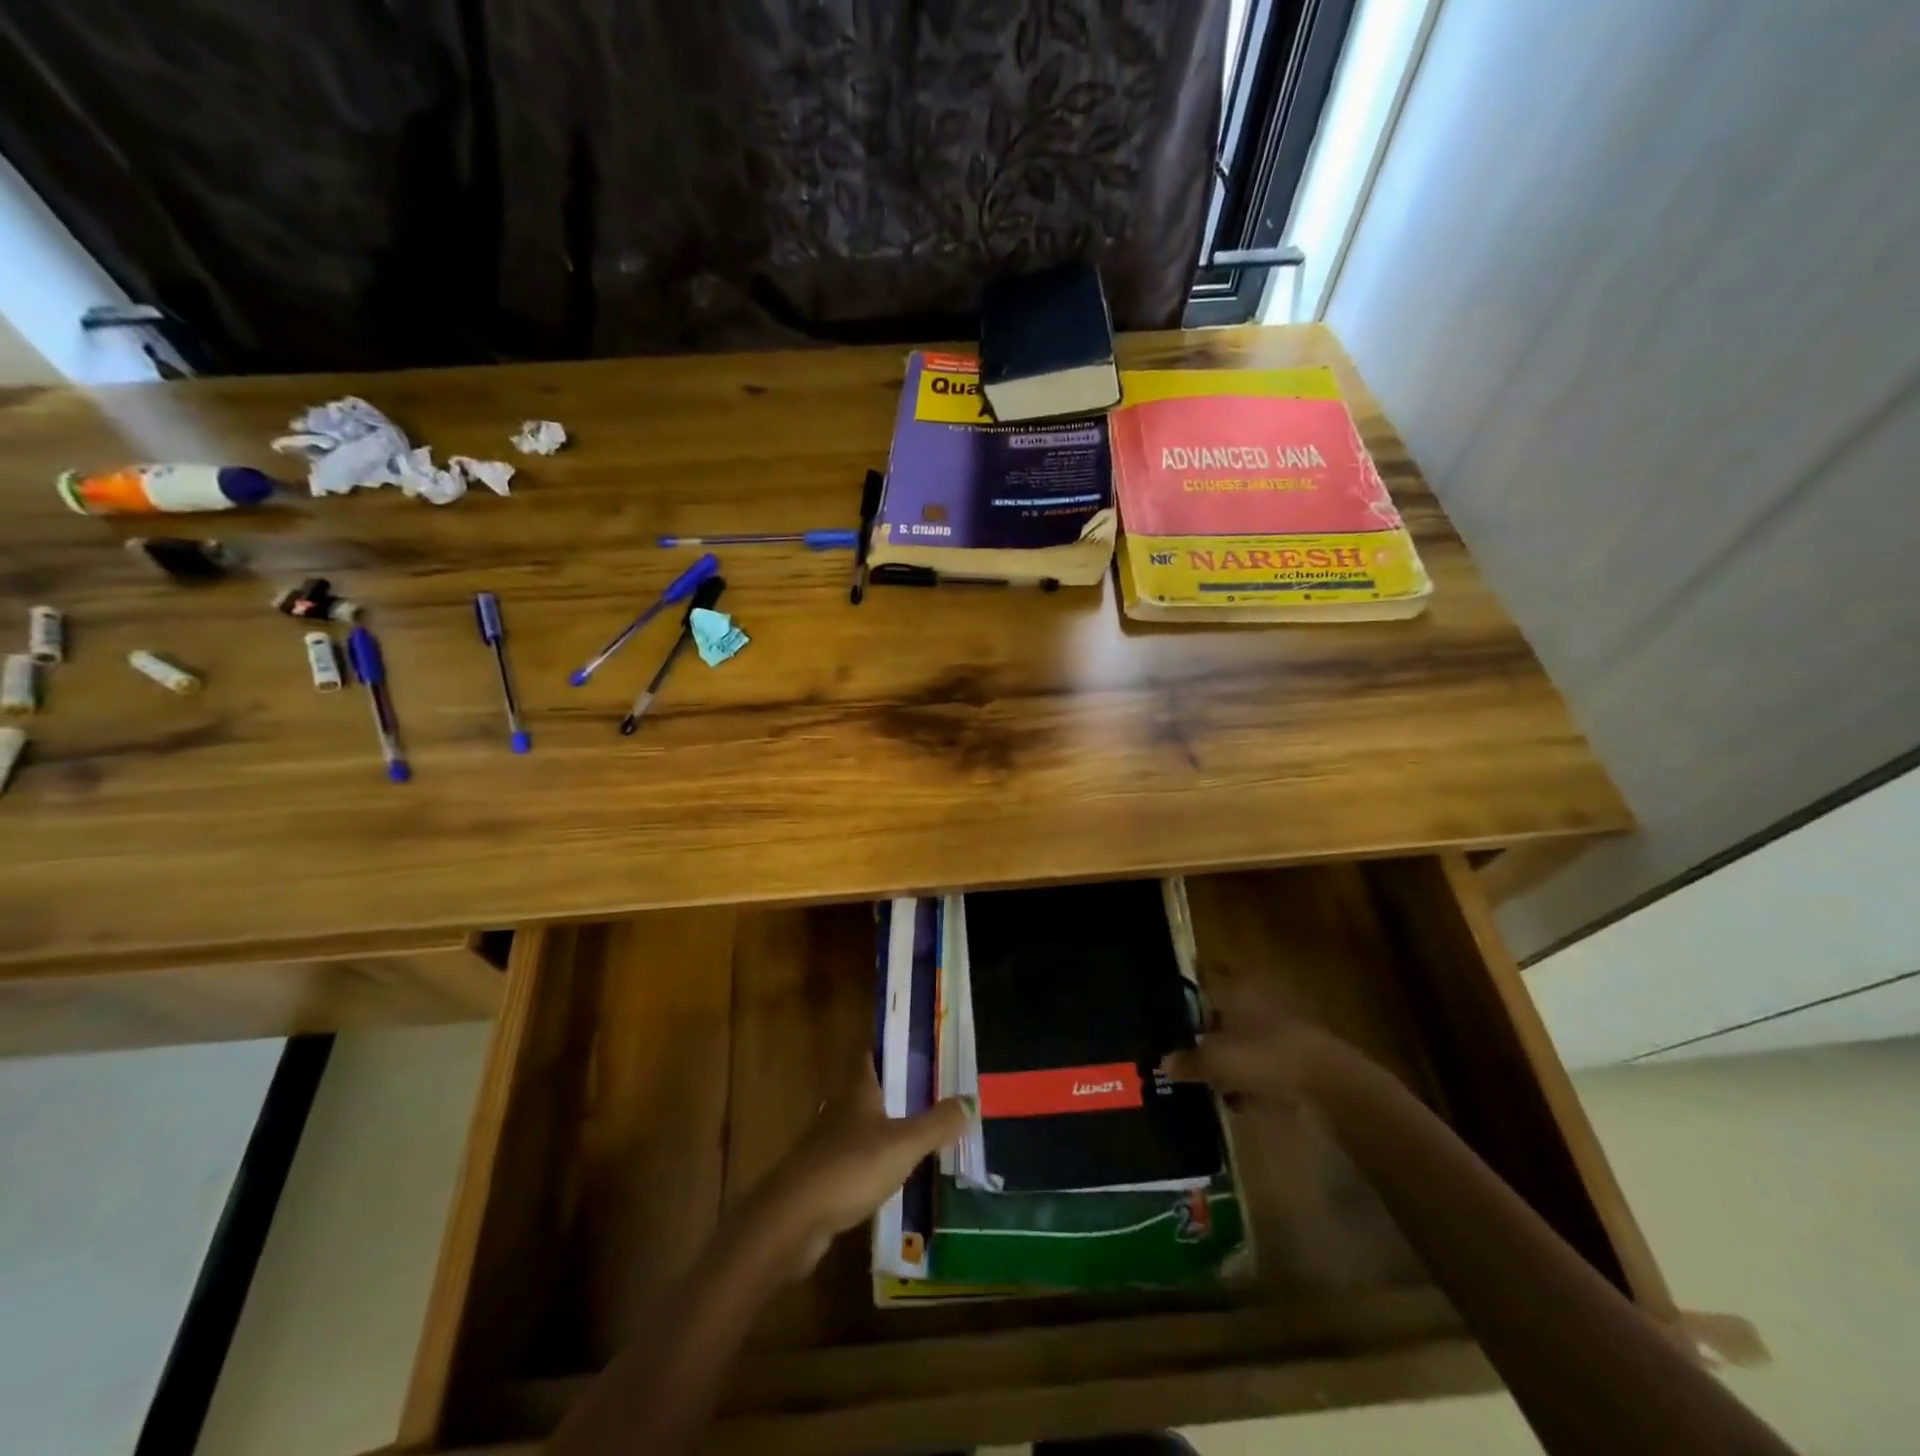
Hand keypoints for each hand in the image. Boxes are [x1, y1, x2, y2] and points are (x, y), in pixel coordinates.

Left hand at [751, 1060, 971, 1277]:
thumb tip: (971, 1099)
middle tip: (934, 1095)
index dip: (894, 1050)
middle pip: (871, 1092)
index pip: (873, 1056)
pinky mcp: (822, 1179)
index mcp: (857, 1091)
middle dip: (898, 1092)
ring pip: (863, 1128)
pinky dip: (875, 1165)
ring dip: (887, 1130)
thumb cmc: (849, 1168)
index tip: (922, 1048)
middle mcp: (840, 1110)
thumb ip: (938, 1123)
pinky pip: (856, 1163)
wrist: (791, 1222)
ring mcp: (828, 1146)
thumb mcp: (903, 1144)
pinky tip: (894, 1179)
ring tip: (922, 1137)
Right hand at [1162, 976, 1339, 1105]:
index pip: (1205, 977)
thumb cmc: (1264, 1055)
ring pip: (1244, 1033)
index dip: (1188, 991)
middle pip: (1224, 1007)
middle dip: (1207, 1027)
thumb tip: (1163, 1062)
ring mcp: (1281, 1021)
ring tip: (1211, 1076)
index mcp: (1236, 986)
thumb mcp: (1216, 1060)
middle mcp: (1257, 995)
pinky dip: (1252, 1071)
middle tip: (1185, 1046)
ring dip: (1230, 1052)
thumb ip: (1188, 1061)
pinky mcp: (1298, 1049)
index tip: (1170, 1008)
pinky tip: (1240, 1095)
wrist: (1329, 1082)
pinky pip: (1264, 1056)